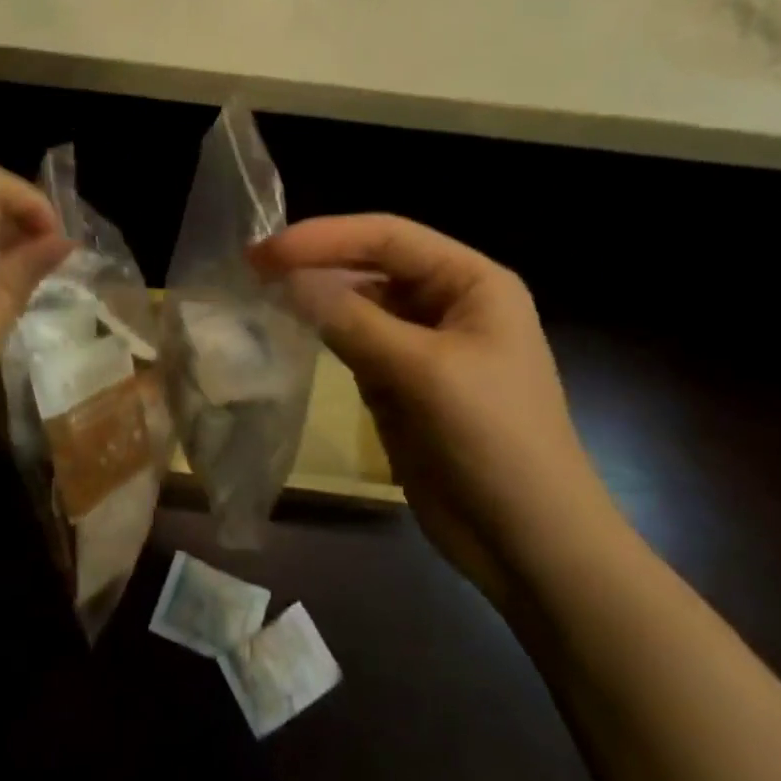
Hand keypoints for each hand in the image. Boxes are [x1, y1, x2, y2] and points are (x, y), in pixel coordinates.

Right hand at [252, 215, 621, 599]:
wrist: (529, 543)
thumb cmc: (494, 441)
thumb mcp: (423, 372)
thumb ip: (351, 320)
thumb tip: (286, 280)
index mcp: (471, 282)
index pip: (388, 237)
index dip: (325, 237)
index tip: (267, 252)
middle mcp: (447, 302)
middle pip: (370, 265)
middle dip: (315, 263)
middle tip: (252, 267)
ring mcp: (422, 343)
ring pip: (357, 303)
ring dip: (314, 297)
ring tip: (259, 292)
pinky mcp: (401, 381)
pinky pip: (353, 342)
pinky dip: (321, 333)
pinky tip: (287, 329)